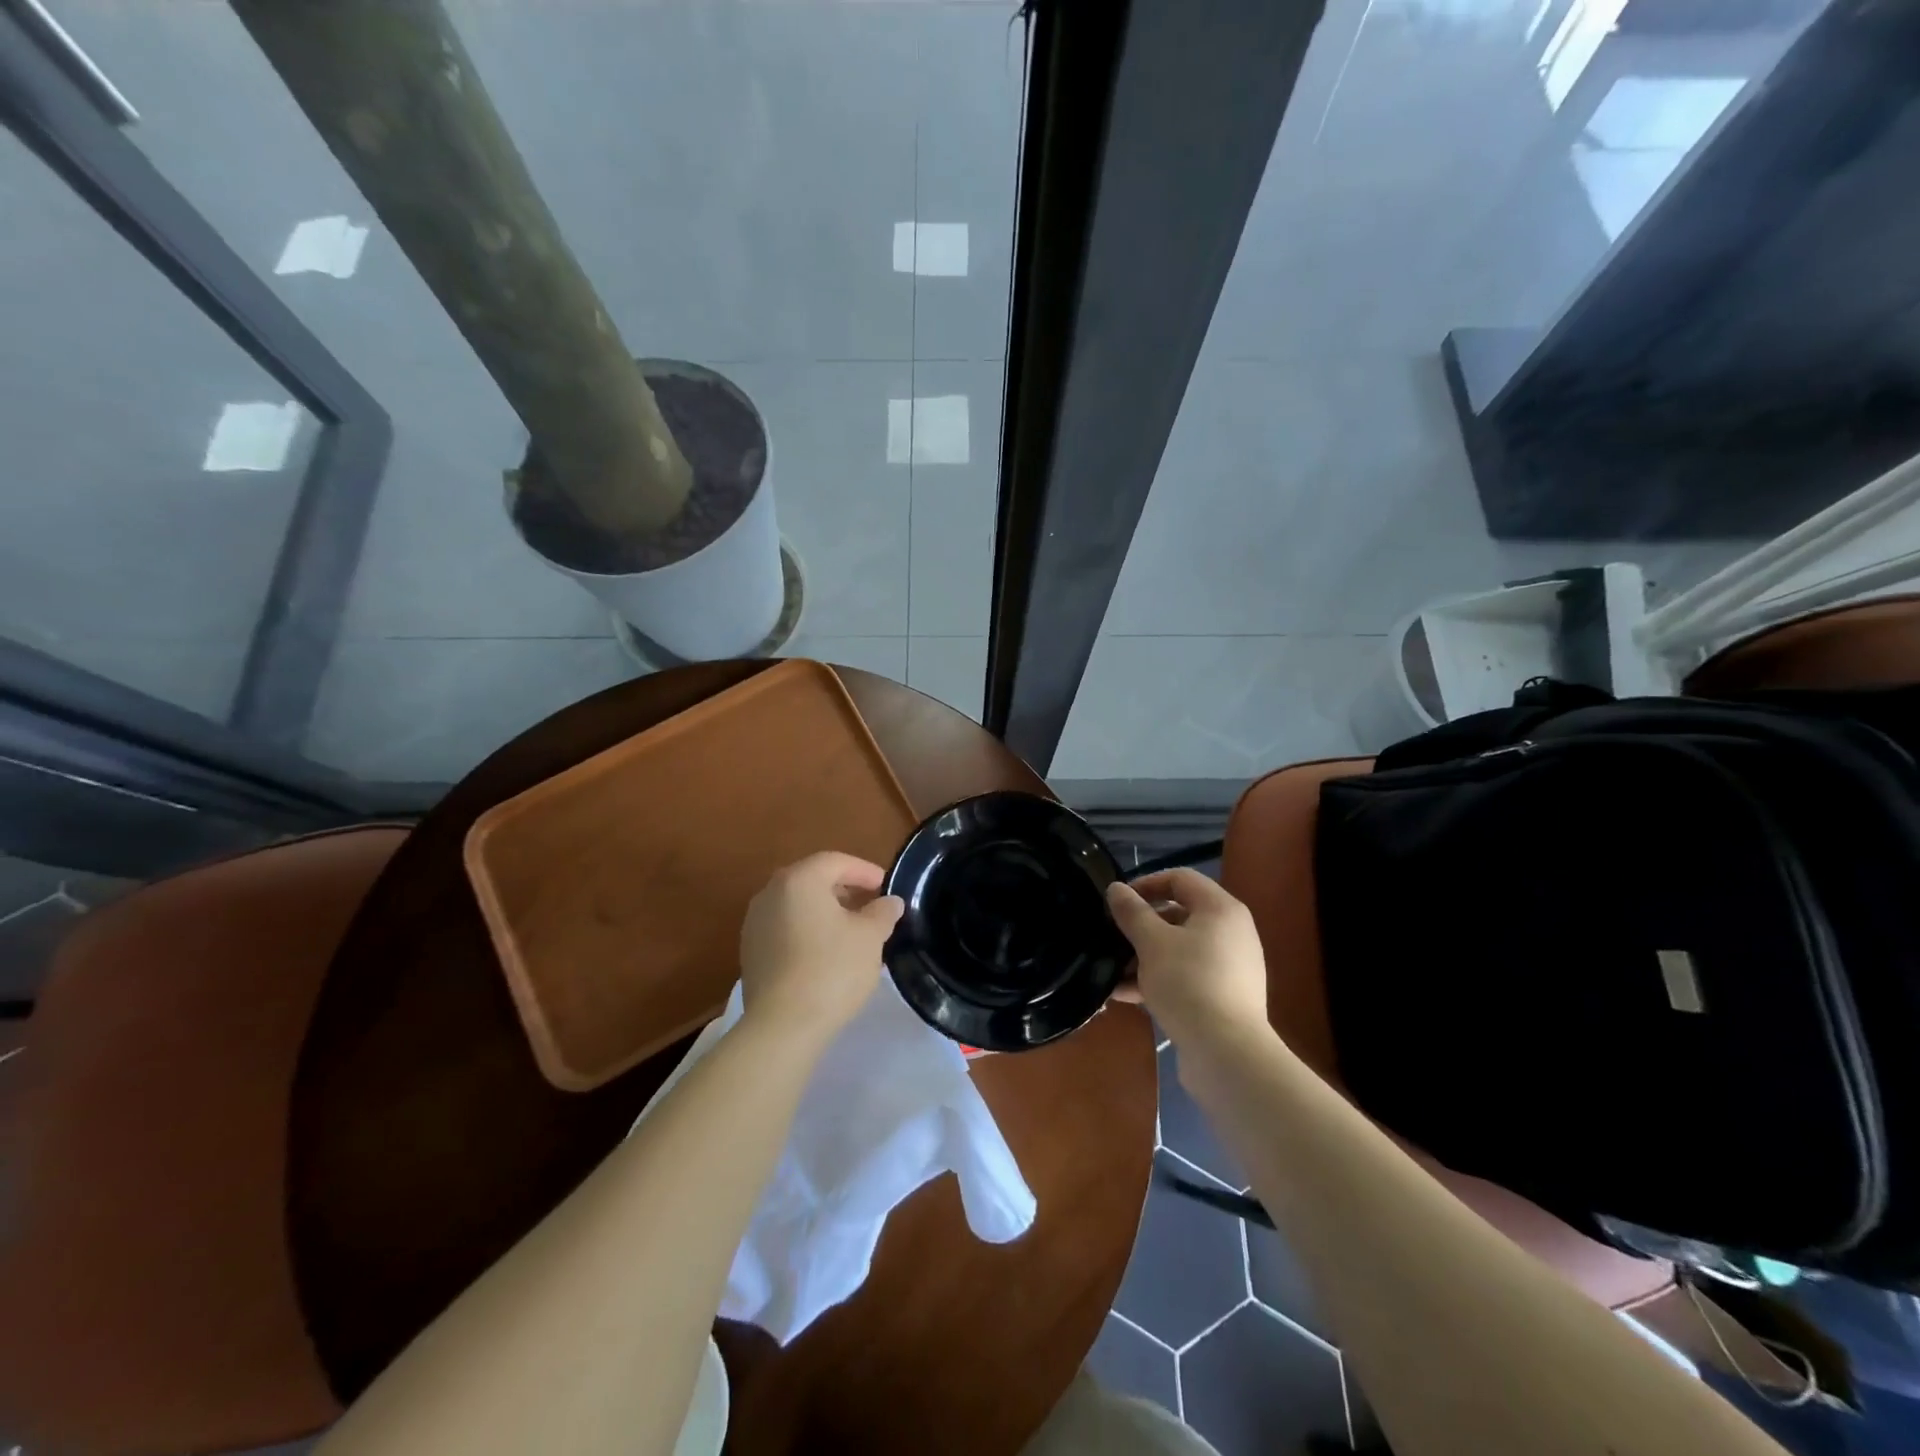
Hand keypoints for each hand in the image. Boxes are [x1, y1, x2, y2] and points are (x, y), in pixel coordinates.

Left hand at [739, 851, 904, 1044]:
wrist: (782, 1026)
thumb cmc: (832, 969)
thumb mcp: (869, 937)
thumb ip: (882, 913)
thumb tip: (890, 902)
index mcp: (799, 880)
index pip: (836, 862)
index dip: (864, 871)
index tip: (886, 887)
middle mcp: (770, 893)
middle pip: (813, 880)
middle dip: (844, 890)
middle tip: (871, 906)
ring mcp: (755, 923)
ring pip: (797, 905)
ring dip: (825, 911)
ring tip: (851, 931)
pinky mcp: (750, 951)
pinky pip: (785, 928)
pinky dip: (807, 930)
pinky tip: (826, 953)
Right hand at [1106, 869, 1266, 1051]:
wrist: (1227, 1053)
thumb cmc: (1188, 983)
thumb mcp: (1151, 942)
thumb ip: (1132, 912)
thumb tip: (1116, 889)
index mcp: (1221, 909)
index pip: (1180, 879)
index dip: (1146, 884)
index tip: (1118, 902)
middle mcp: (1231, 932)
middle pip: (1179, 915)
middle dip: (1141, 926)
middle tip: (1112, 937)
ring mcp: (1230, 967)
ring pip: (1179, 949)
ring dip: (1144, 956)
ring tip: (1112, 971)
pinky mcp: (1223, 997)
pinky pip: (1186, 976)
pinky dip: (1158, 980)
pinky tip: (1125, 995)